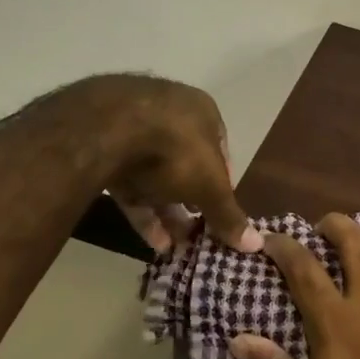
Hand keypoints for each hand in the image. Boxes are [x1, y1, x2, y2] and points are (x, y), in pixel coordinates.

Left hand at [52, 74, 261, 253]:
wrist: (105, 130)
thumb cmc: (175, 149)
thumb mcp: (210, 186)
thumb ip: (229, 214)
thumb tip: (256, 244)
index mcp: (201, 110)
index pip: (219, 151)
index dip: (222, 185)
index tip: (220, 213)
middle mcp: (169, 113)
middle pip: (186, 164)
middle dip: (191, 202)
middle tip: (196, 234)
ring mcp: (133, 128)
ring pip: (155, 176)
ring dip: (166, 211)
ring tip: (175, 247)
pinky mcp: (103, 148)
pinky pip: (128, 182)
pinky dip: (141, 210)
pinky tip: (152, 242)